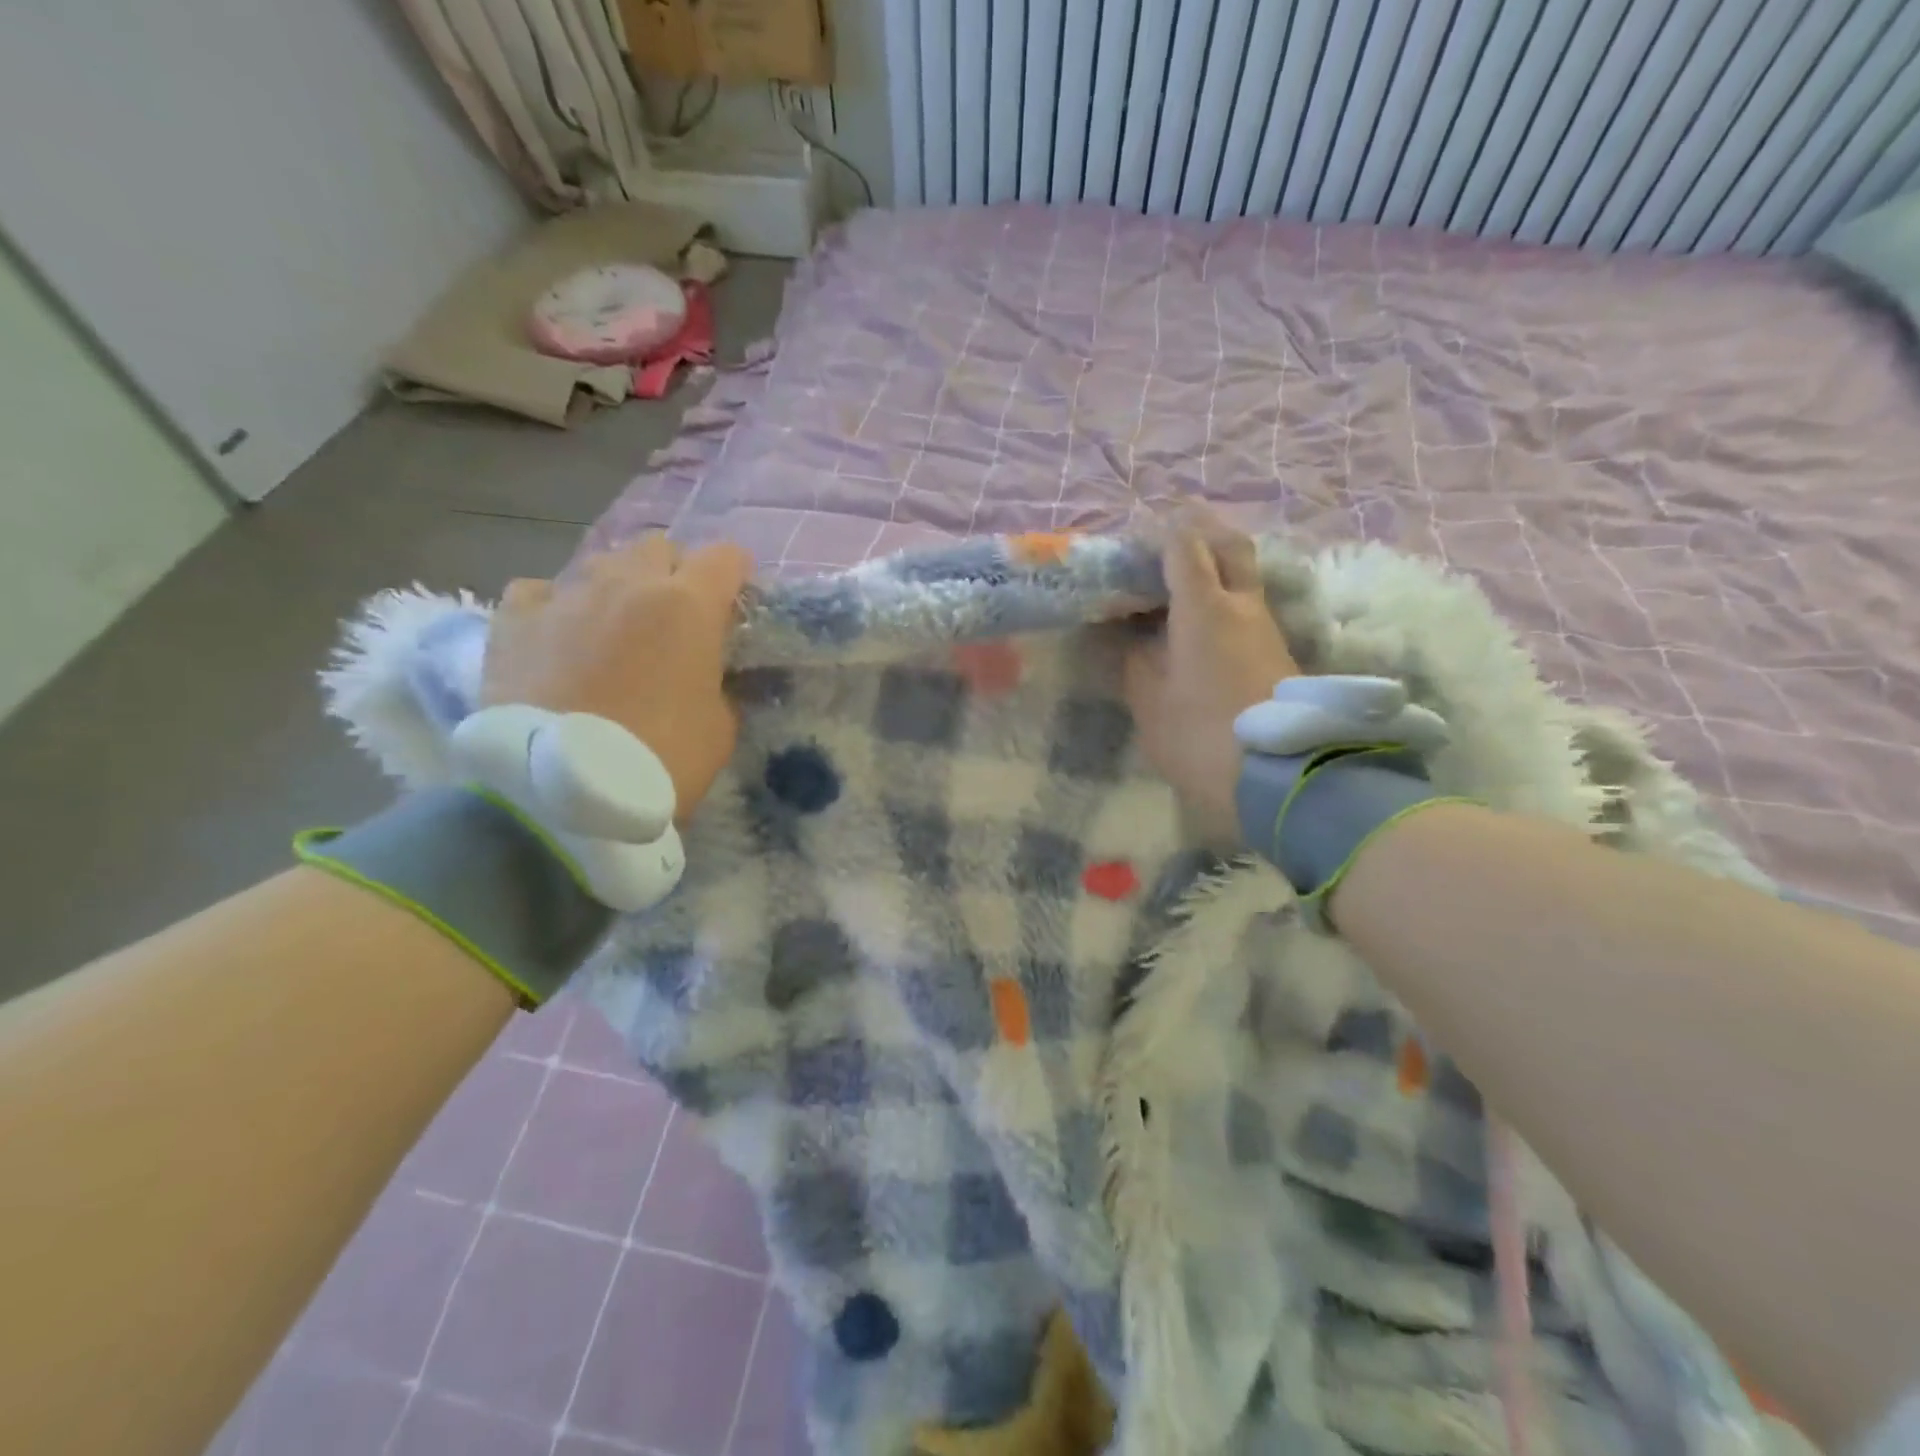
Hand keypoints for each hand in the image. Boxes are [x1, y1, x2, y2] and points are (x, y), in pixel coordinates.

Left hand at [482, 534, 752, 822]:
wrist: (565, 791)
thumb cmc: (662, 759)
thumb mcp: (720, 727)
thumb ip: (717, 683)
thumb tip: (705, 673)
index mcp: (689, 606)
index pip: (725, 557)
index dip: (735, 574)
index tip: (734, 600)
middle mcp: (628, 584)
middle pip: (658, 548)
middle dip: (671, 573)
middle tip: (672, 617)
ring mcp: (566, 596)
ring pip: (599, 563)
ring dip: (616, 586)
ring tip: (612, 626)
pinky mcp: (514, 619)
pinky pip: (539, 591)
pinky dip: (554, 607)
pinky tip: (556, 635)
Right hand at [1124, 509, 1299, 839]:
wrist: (1280, 776)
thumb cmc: (1201, 734)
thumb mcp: (1150, 701)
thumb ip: (1133, 661)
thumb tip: (1124, 636)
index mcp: (1204, 608)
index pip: (1185, 546)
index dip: (1161, 532)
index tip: (1138, 534)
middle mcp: (1242, 605)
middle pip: (1230, 546)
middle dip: (1202, 530)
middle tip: (1172, 534)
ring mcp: (1266, 628)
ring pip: (1243, 577)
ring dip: (1214, 566)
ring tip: (1176, 582)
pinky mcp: (1277, 654)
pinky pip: (1247, 607)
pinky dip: (1223, 598)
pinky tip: (1199, 622)